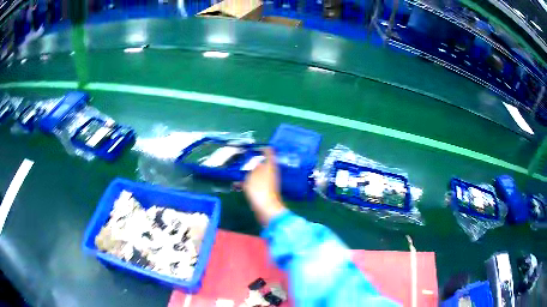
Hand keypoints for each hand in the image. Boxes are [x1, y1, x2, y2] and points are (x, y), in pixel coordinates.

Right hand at [243, 148, 285, 225]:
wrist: (266, 208)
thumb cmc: (259, 188)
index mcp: (270, 165)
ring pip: (257, 174)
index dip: (262, 148)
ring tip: (235, 174)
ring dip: (247, 173)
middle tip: (240, 160)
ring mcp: (268, 182)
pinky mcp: (264, 191)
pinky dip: (247, 183)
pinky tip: (236, 186)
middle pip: (263, 163)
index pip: (269, 152)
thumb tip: (257, 164)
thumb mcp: (252, 175)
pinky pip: (255, 184)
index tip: (252, 148)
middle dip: (252, 162)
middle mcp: (271, 172)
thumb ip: (253, 167)